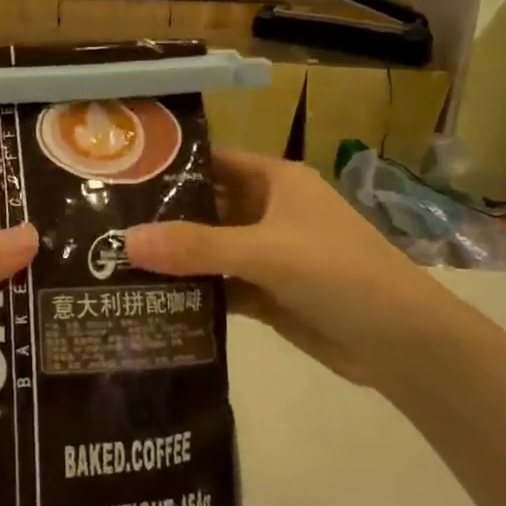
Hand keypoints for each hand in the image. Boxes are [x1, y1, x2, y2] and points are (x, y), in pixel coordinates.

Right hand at [124, 149, 497, 393]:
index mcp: (275, 181)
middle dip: (162, 216)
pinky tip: (148, 298)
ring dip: (172, 257)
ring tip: (111, 262)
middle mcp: (268, 211)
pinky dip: (191, 291)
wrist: (403, 344)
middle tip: (102, 225)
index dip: (170, 164)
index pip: (212, 161)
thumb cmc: (341, 274)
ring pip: (208, 249)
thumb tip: (124, 241)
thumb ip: (197, 247)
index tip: (119, 174)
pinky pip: (219, 285)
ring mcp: (266, 254)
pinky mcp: (266, 293)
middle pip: (205, 206)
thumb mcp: (267, 252)